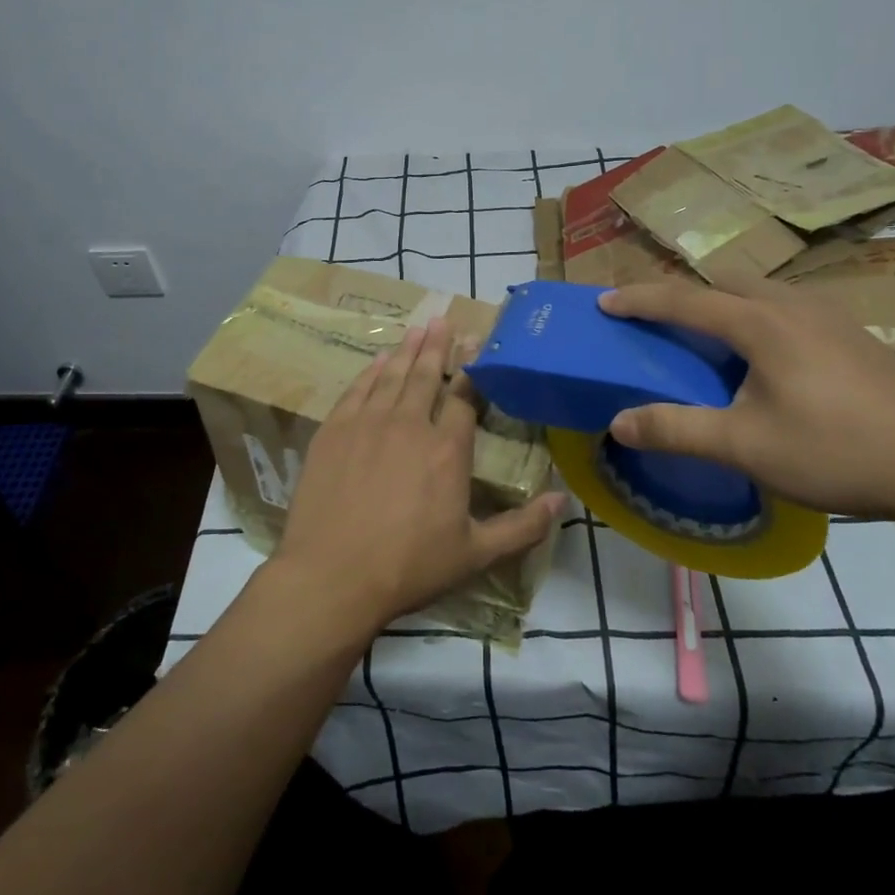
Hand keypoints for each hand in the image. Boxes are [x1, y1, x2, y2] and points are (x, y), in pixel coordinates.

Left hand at [272, 316, 566, 639]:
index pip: (464, 398)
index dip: (472, 371)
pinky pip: (357, 389)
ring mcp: (368, 423)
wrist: (332, 576)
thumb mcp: (474, 555)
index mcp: (447, 450)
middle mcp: (409, 424)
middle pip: (427, 375)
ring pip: (393, 376)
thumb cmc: (408, 568)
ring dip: (407, 350)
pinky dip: (371, 371)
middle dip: (437, 346)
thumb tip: (562, 501)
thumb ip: (522, 527)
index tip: (476, 347)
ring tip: (417, 329)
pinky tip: (379, 360)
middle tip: (442, 319)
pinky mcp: (334, 430)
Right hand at [598, 276, 894, 523]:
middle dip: (684, 293)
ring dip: (724, 303)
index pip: (683, 300)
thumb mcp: (746, 446)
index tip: (604, 301)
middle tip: (660, 320)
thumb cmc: (837, 451)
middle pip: (724, 281)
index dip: (639, 299)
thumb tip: (617, 423)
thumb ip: (677, 430)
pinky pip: (789, 308)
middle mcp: (793, 306)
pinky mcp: (856, 337)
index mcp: (760, 323)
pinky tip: (770, 360)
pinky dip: (758, 317)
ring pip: (761, 291)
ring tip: (711, 339)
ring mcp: (831, 317)